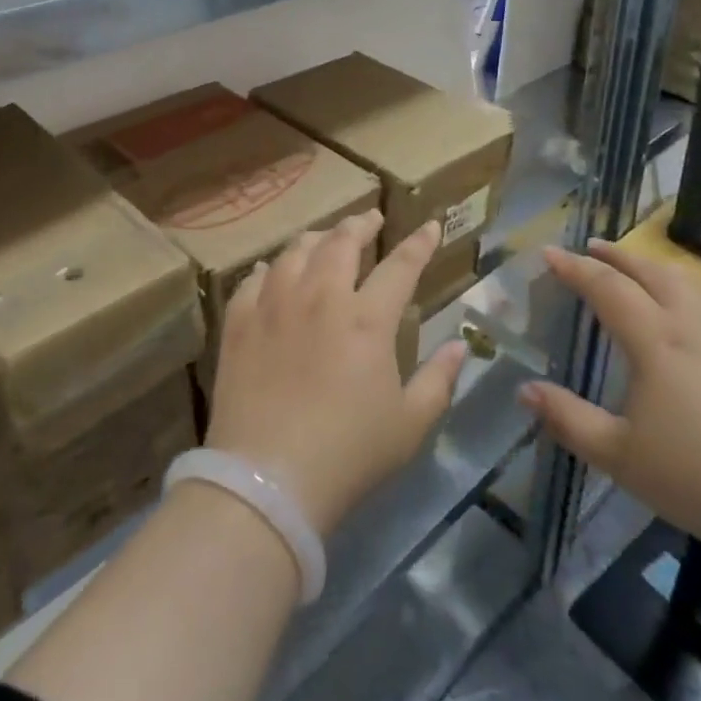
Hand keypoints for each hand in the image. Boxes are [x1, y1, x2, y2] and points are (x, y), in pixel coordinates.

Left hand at [207, 212, 466, 534]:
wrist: (266, 482)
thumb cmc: (348, 454)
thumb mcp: (410, 424)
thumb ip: (439, 379)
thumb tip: (461, 346)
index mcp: (367, 318)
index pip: (401, 265)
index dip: (420, 243)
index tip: (430, 225)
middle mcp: (321, 297)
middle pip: (341, 242)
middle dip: (361, 223)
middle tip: (370, 218)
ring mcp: (274, 306)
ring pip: (295, 251)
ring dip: (316, 239)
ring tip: (324, 239)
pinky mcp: (239, 324)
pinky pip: (253, 280)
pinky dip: (268, 269)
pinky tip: (272, 271)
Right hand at [521, 240, 700, 570]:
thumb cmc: (699, 479)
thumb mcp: (619, 455)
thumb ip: (568, 419)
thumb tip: (525, 391)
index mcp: (656, 339)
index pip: (606, 287)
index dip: (574, 267)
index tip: (550, 252)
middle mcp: (695, 324)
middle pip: (652, 272)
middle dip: (618, 256)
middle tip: (593, 248)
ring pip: (691, 284)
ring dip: (657, 269)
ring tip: (641, 272)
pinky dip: (693, 293)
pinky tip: (697, 315)